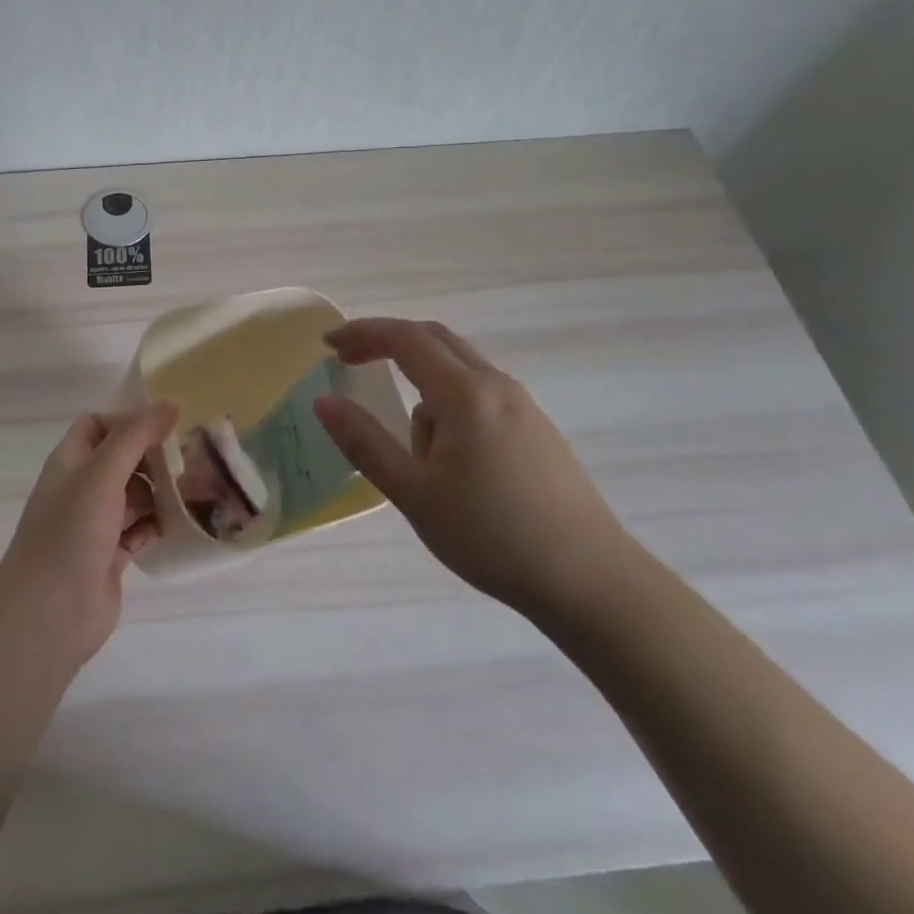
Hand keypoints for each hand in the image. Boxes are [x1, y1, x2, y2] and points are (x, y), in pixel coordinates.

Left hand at [0, 404, 175, 667]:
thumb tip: (169, 404)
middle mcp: (80, 488)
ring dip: (159, 492)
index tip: (167, 424)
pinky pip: (139, 528)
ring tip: (194, 489)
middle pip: (121, 459)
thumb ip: (135, 437)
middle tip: (192, 456)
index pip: (97, 425)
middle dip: (152, 458)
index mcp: (70, 462)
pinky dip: (156, 525)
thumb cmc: (70, 533)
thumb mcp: (102, 474)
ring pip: (134, 495)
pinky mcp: (111, 555)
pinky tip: (178, 524)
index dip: (128, 420)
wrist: (49, 616)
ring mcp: (95, 524)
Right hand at [314, 318, 630, 619]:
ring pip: (459, 371)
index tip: (328, 345)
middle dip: (389, 343)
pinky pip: (480, 395)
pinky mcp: (537, 428)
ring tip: (414, 454)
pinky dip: (449, 404)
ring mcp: (523, 405)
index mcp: (465, 394)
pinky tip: (452, 461)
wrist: (589, 580)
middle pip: (435, 340)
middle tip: (350, 361)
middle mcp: (497, 385)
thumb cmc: (491, 535)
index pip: (406, 339)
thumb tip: (324, 402)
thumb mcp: (414, 493)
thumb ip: (365, 443)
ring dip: (422, 385)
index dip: (363, 333)